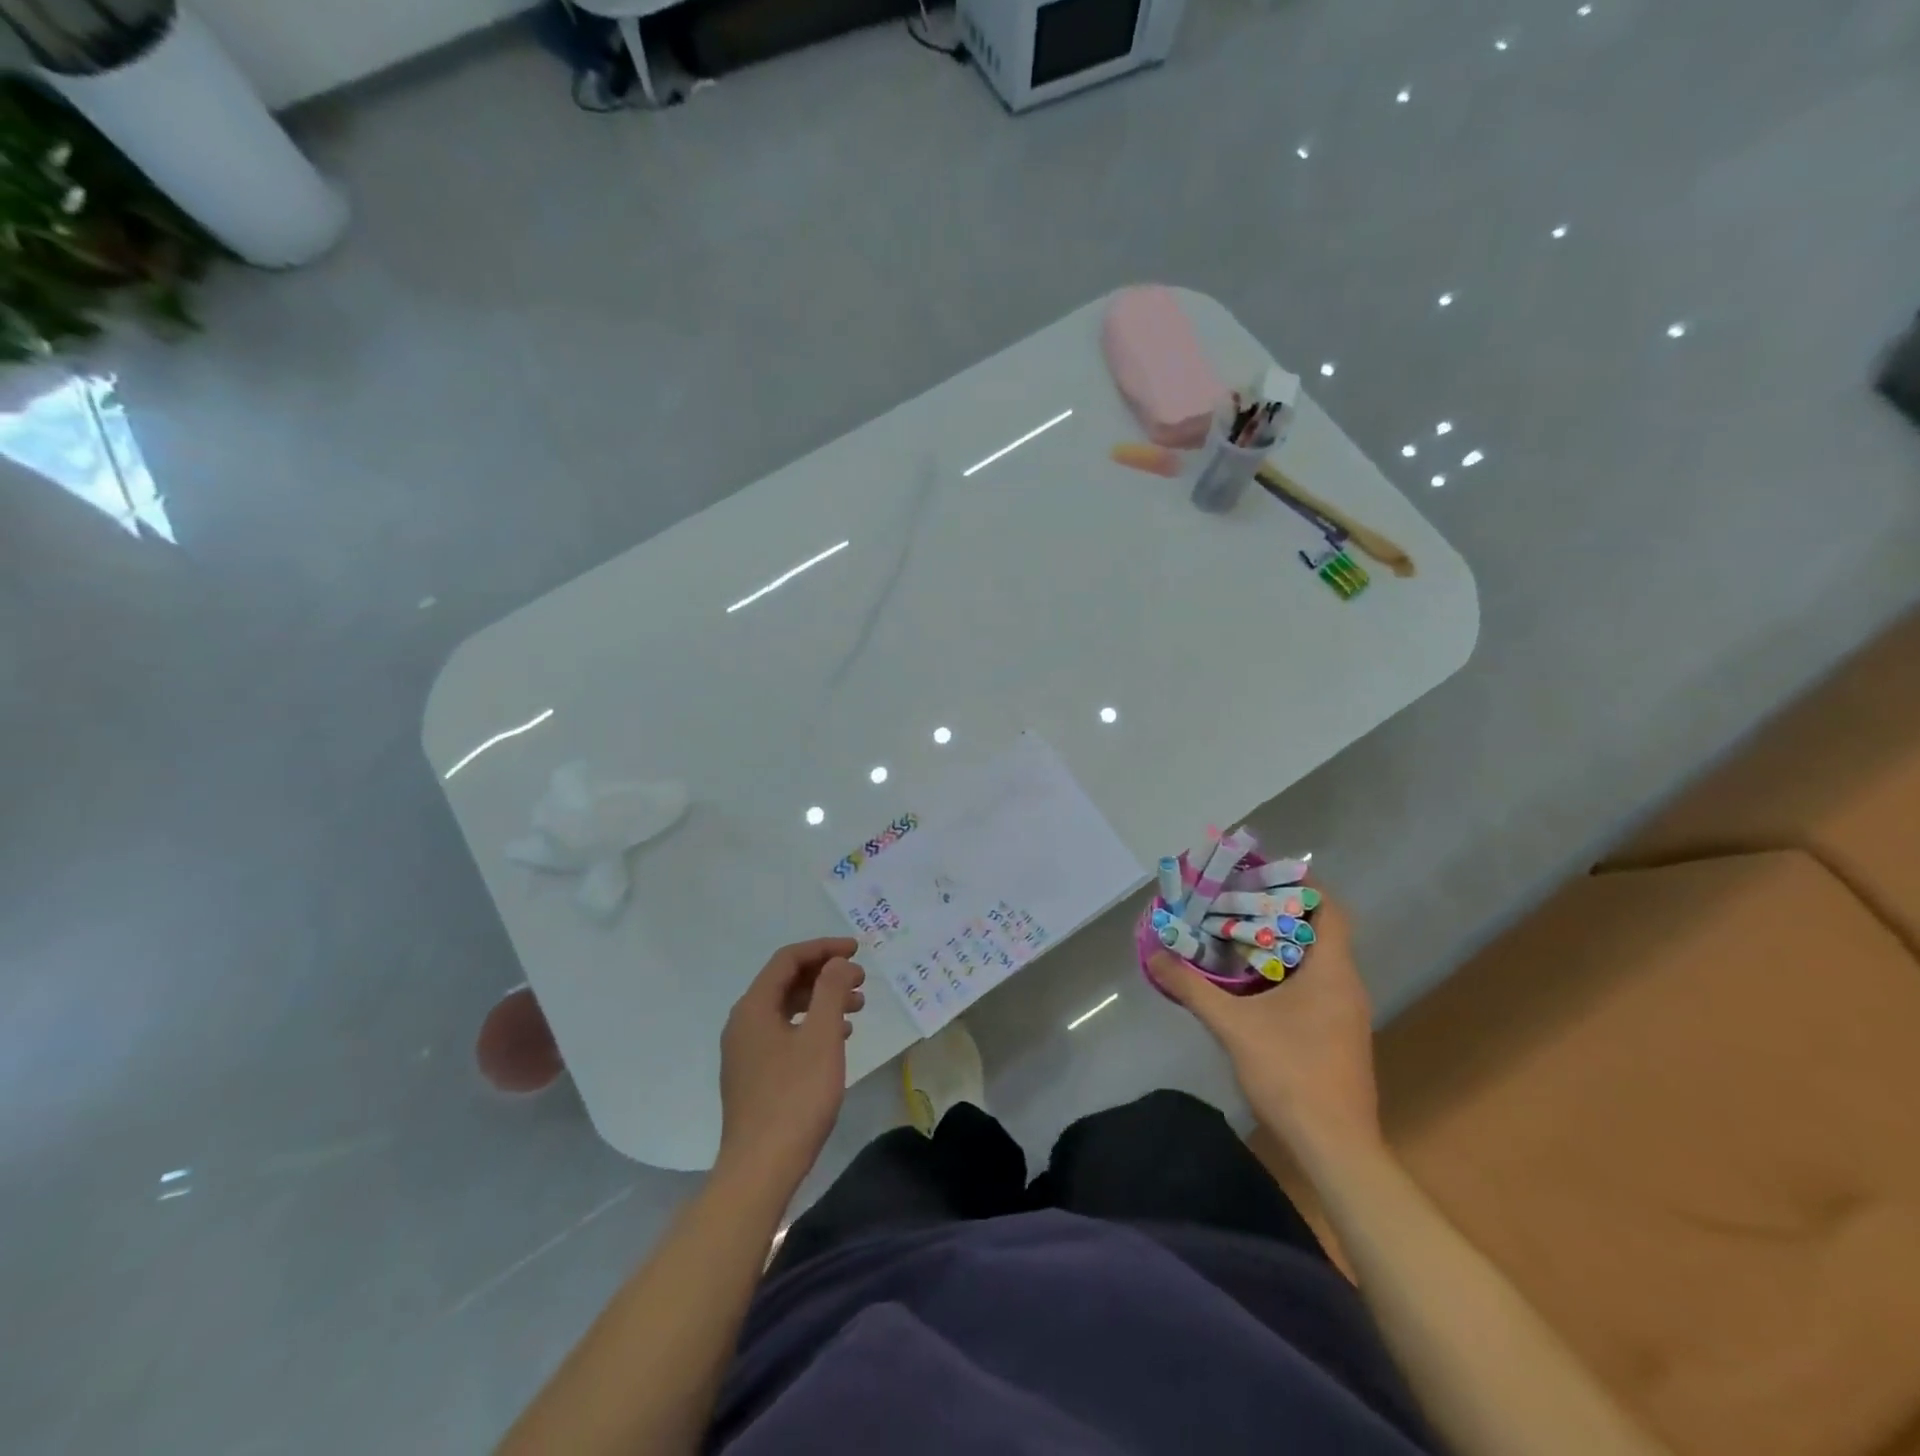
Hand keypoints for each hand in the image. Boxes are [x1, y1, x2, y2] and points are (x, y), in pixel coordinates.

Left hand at [718, 938, 865, 1188]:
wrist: (760, 1169)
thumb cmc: (795, 1097)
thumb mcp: (821, 1037)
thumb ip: (831, 991)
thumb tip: (838, 962)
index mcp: (754, 1007)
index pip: (788, 959)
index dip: (824, 948)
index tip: (857, 950)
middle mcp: (743, 1023)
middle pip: (785, 982)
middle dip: (825, 975)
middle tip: (861, 980)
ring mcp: (745, 1052)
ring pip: (787, 1010)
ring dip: (822, 1001)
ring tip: (858, 1008)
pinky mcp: (753, 1076)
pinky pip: (784, 1034)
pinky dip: (811, 1026)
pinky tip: (838, 1039)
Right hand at [1149, 894, 1380, 1160]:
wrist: (1335, 1147)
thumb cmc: (1291, 1074)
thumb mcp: (1232, 1027)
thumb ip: (1193, 989)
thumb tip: (1156, 956)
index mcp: (1332, 972)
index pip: (1329, 910)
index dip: (1301, 887)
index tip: (1262, 875)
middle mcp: (1347, 985)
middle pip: (1320, 932)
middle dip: (1279, 913)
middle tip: (1236, 903)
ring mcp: (1346, 1014)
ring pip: (1316, 961)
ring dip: (1281, 945)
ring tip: (1236, 936)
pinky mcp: (1339, 1035)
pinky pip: (1315, 986)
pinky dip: (1285, 973)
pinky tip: (1251, 985)